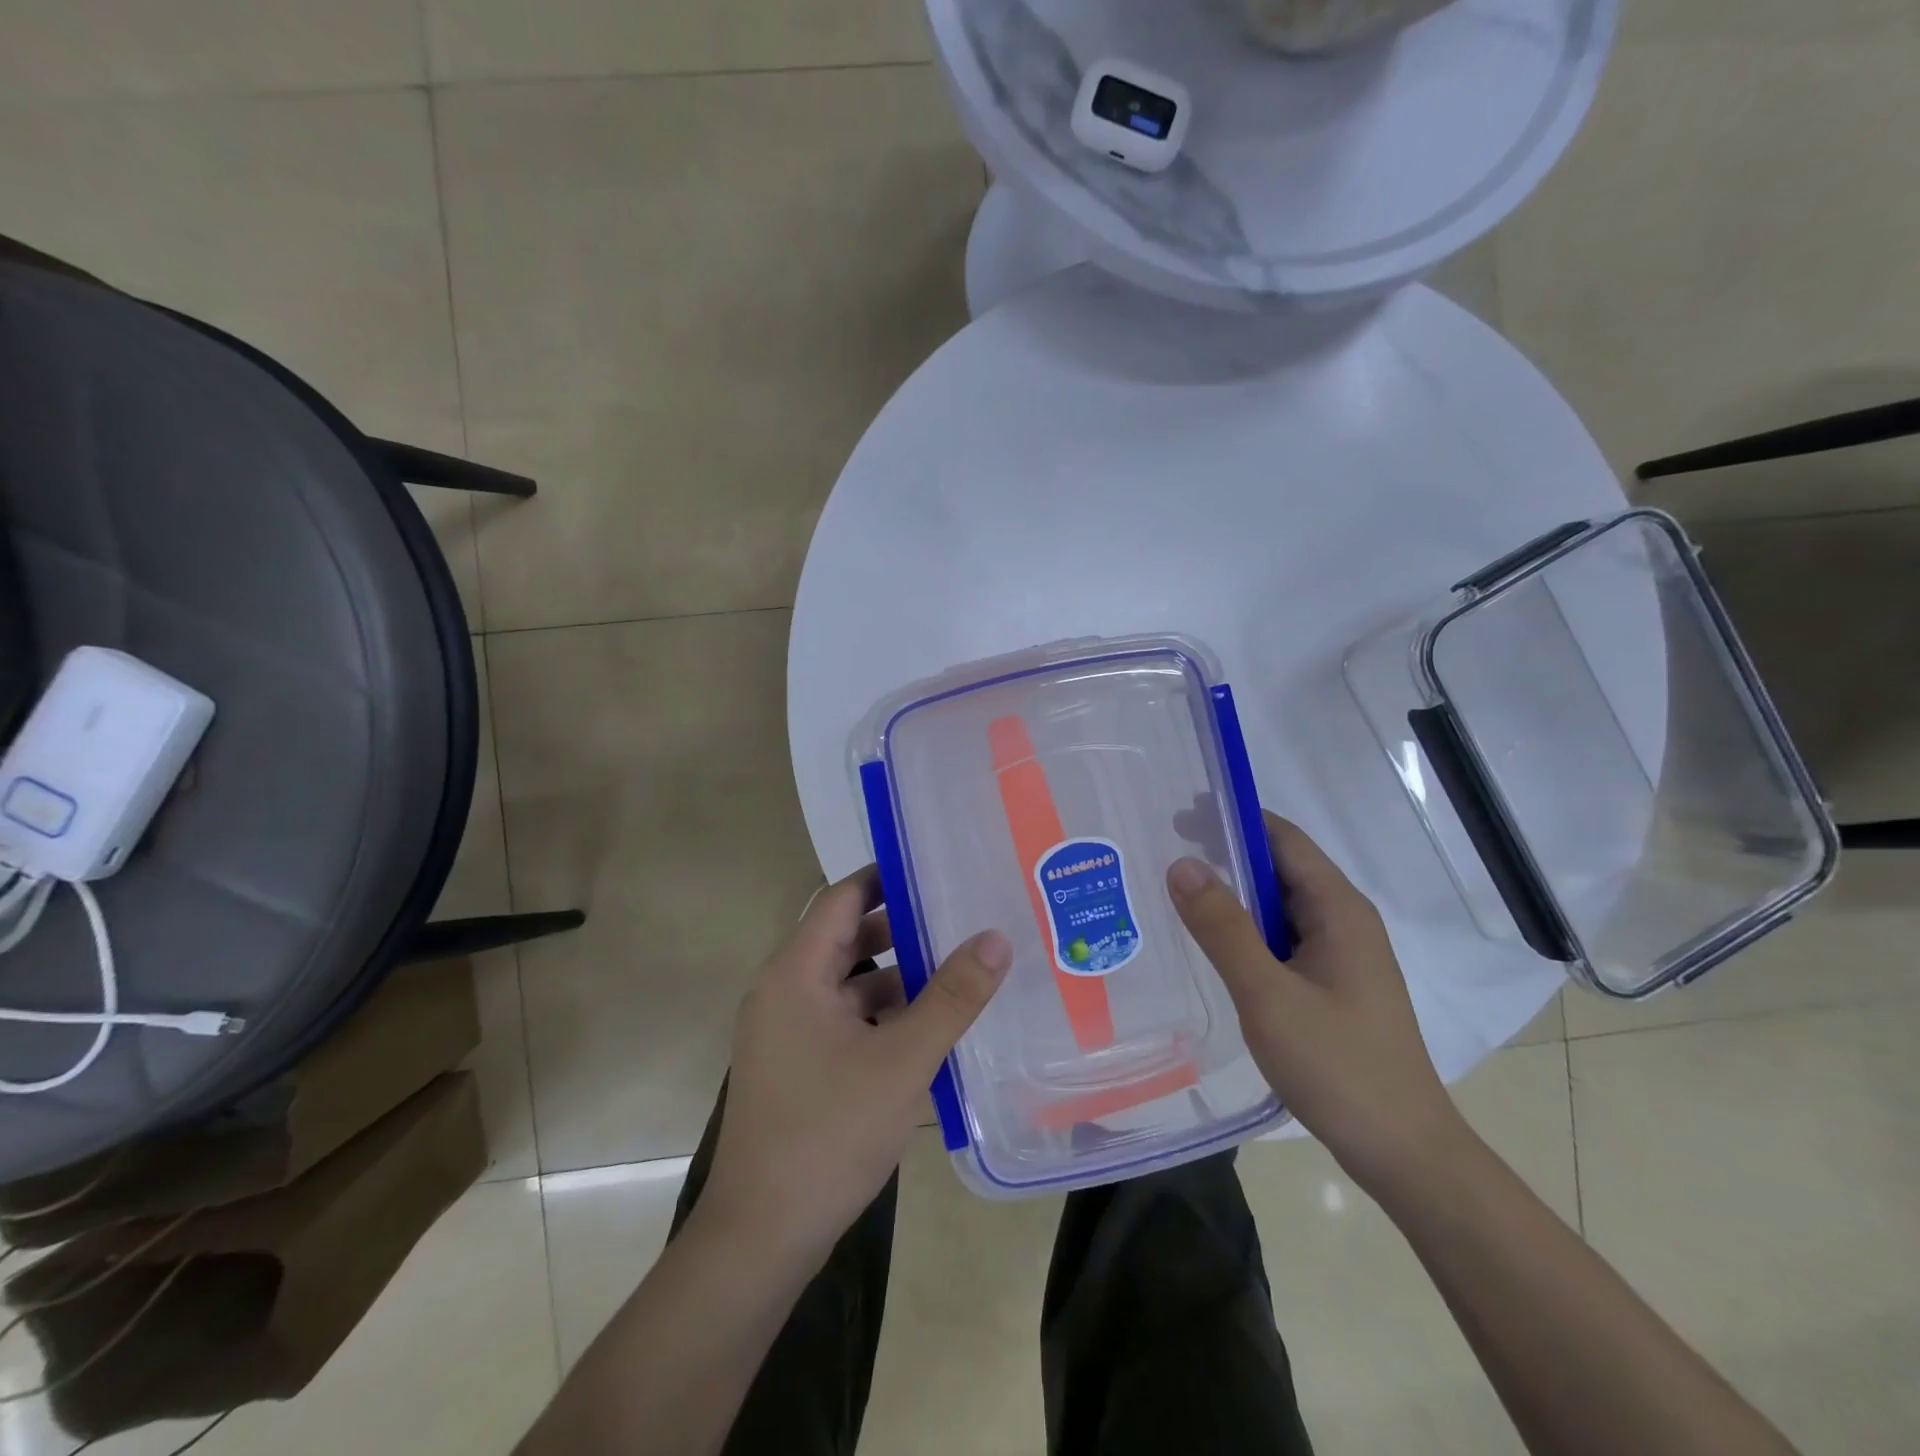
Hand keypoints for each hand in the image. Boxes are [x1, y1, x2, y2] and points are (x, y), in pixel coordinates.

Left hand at [699, 866, 1011, 1266]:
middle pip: (845, 937)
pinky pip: (843, 1019)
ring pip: (848, 982)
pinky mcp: (796, 1065)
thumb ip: (953, 997)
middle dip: (901, 927)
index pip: (842, 897)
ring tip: (957, 965)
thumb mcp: (904, 1060)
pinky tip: (928, 1027)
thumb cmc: (829, 1133)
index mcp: (795, 973)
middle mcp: (783, 991)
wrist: (762, 1235)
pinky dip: (881, 1014)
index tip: (936, 868)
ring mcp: (786, 1032)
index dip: (886, 877)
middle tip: (960, 915)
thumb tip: (996, 937)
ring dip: (896, 975)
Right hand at [1166, 813, 1465, 1194]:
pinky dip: (1244, 930)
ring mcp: (1340, 954)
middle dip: (1223, 857)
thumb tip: (1181, 863)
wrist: (1403, 1152)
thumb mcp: (1268, 995)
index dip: (1232, 820)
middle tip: (1160, 858)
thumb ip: (1223, 927)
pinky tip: (1210, 945)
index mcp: (1338, 909)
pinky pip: (1281, 938)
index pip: (1282, 838)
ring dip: (1231, 896)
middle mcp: (1344, 920)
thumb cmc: (1338, 1067)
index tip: (1177, 817)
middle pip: (1280, 867)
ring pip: (1278, 906)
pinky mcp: (1331, 983)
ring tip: (1172, 896)